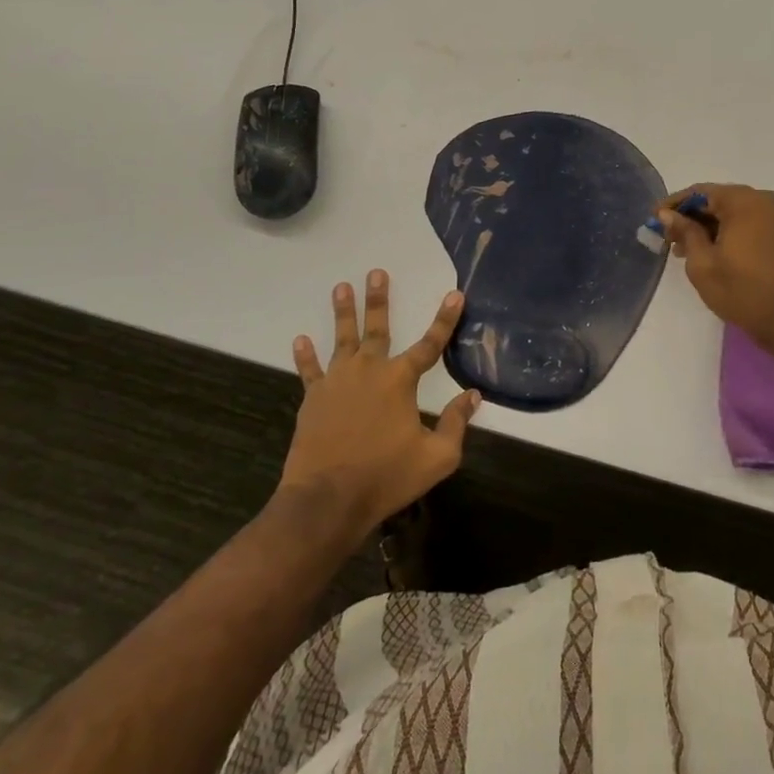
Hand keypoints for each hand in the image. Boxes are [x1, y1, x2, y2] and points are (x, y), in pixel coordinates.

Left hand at [279, 271, 481, 541]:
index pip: (430, 344)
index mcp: (400, 381)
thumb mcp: (437, 457)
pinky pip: (309, 371)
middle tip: (376, 272)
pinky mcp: (313, 399)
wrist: (327, 500)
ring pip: (342, 339)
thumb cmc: (386, 477)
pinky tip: (300, 339)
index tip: (455, 294)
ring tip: (341, 287)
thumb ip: (456, 423)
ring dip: (343, 312)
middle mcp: (369, 371)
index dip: (445, 319)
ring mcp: (337, 382)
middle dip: (378, 299)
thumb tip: (473, 395)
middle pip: (377, 328)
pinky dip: (305, 356)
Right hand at [658, 184, 773, 365]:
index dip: (673, 205)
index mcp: (742, 201)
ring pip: (733, 212)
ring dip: (709, 226)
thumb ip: (685, 232)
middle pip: (717, 200)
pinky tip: (711, 250)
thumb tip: (667, 214)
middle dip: (691, 217)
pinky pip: (749, 222)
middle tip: (668, 239)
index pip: (699, 192)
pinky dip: (728, 231)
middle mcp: (762, 199)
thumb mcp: (703, 264)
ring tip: (686, 250)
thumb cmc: (743, 291)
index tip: (653, 219)